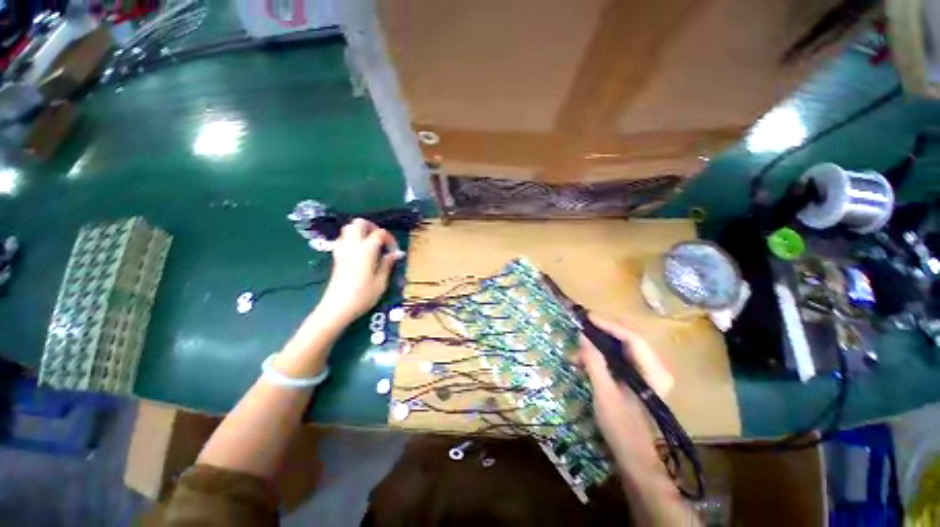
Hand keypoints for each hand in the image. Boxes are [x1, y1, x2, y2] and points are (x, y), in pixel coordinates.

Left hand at [317, 219, 404, 325]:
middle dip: (373, 227)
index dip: (390, 239)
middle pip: (359, 223)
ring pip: (349, 228)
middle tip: (382, 241)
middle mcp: (352, 246)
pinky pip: (344, 238)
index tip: (395, 251)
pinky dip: (353, 238)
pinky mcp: (336, 257)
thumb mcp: (381, 282)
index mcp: (366, 250)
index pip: (379, 233)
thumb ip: (388, 264)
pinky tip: (360, 251)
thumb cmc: (362, 296)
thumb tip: (397, 253)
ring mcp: (341, 250)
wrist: (336, 308)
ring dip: (362, 231)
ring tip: (372, 245)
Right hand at [577, 316, 673, 468]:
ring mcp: (647, 374)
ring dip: (598, 348)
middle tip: (579, 333)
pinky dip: (600, 358)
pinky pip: (618, 360)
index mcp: (654, 372)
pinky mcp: (638, 380)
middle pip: (627, 340)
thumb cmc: (622, 427)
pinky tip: (583, 364)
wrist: (636, 458)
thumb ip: (594, 362)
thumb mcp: (604, 393)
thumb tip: (583, 335)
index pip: (632, 338)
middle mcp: (655, 368)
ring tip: (576, 355)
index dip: (608, 325)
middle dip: (600, 336)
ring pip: (621, 349)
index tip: (587, 317)